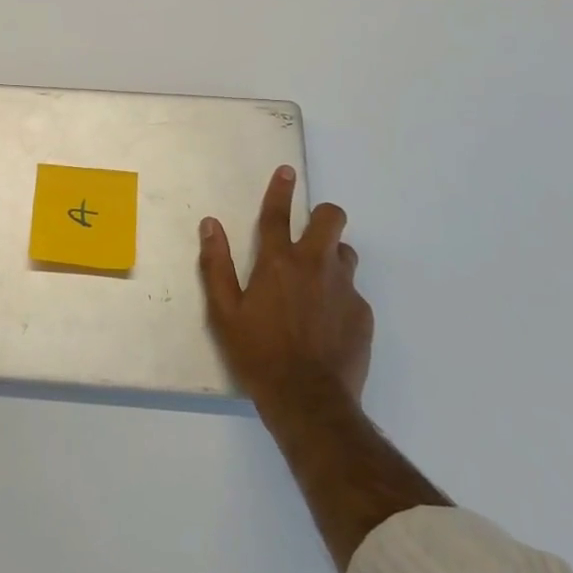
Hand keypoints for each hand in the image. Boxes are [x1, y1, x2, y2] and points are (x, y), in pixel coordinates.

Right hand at [199, 166, 372, 406]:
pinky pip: (352, 290)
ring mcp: (344, 288)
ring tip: (315, 283)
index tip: (286, 171)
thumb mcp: (224, 312)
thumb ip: (216, 265)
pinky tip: (325, 322)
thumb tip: (210, 225)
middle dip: (322, 215)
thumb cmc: (258, 354)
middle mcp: (315, 265)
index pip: (278, 214)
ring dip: (331, 256)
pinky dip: (338, 295)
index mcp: (277, 263)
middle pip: (331, 218)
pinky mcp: (362, 313)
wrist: (309, 401)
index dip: (280, 189)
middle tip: (308, 233)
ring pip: (345, 252)